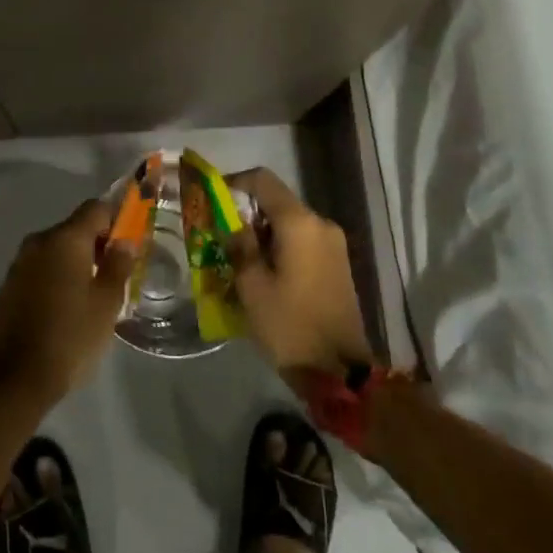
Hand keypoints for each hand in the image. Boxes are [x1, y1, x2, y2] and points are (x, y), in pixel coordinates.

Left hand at [0, 200, 134, 410]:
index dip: (117, 218)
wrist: (14, 379)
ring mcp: (19, 264)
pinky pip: (40, 269)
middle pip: (75, 228)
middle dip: (98, 243)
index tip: (131, 241)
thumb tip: (126, 241)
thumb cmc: (70, 337)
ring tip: (94, 294)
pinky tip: (66, 307)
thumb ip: (118, 265)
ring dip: (76, 262)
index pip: (96, 208)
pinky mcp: (8, 286)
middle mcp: (38, 242)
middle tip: (117, 273)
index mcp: (65, 239)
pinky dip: (57, 277)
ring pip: (56, 250)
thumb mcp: (107, 303)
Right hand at [226, 168, 373, 376]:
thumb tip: (230, 223)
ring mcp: (333, 244)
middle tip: (219, 235)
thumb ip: (239, 245)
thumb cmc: (290, 325)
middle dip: (246, 213)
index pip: (263, 180)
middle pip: (277, 202)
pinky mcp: (338, 264)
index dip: (234, 183)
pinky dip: (280, 247)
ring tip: (237, 258)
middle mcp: (320, 224)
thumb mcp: (252, 286)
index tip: (212, 200)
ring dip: (262, 233)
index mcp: (299, 223)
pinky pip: (302, 241)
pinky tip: (262, 272)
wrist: (340, 372)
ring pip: (289, 223)